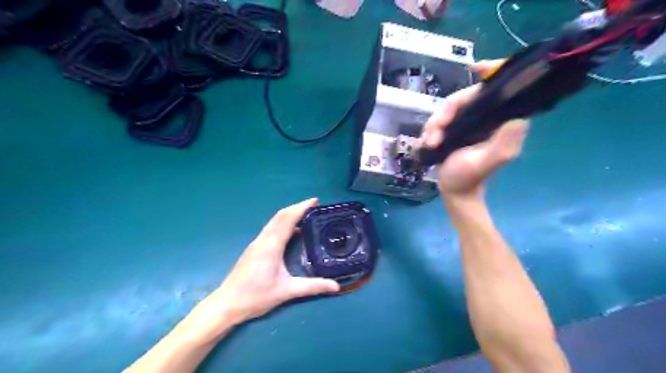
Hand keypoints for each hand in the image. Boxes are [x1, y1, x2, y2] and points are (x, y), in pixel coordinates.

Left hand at [197, 200, 340, 332]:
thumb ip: (312, 287)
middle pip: (280, 216)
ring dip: (289, 214)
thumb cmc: (256, 296)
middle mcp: (263, 239)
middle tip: (314, 206)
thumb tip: (336, 287)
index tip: (315, 201)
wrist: (227, 304)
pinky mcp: (254, 248)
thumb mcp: (287, 291)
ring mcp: (257, 243)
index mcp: (271, 245)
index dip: (302, 208)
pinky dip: (283, 223)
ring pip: (274, 221)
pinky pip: (271, 229)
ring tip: (305, 215)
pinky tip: (292, 231)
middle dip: (297, 207)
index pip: (288, 219)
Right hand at [420, 58, 531, 197]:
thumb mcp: (487, 162)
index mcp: (499, 121)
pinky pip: (438, 119)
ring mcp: (467, 122)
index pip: (498, 90)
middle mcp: (484, 117)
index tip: (476, 67)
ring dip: (434, 125)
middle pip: (463, 98)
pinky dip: (429, 130)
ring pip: (447, 109)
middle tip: (435, 134)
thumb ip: (503, 143)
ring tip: (430, 143)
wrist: (454, 189)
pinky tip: (427, 143)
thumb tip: (518, 118)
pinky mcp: (453, 128)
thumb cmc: (469, 177)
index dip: (491, 73)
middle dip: (445, 114)